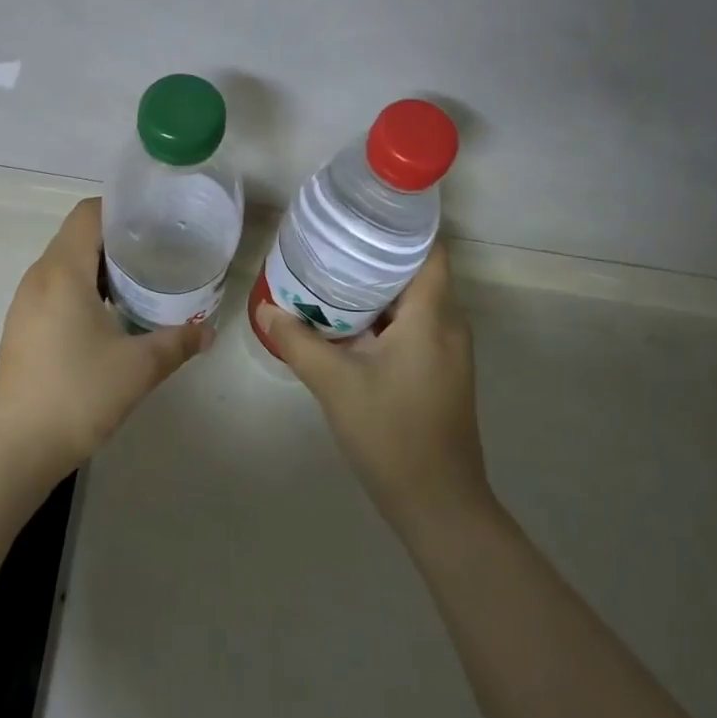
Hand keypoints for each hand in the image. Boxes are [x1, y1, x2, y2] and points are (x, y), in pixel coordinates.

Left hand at [0, 197, 210, 486]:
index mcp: (62, 271)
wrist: (13, 451)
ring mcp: (26, 303)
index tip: (156, 220)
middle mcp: (39, 277)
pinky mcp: (23, 327)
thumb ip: (177, 342)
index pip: (88, 213)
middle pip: (78, 235)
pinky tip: (111, 315)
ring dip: (101, 266)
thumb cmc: (77, 395)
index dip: (121, 208)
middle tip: (159, 250)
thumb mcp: (138, 368)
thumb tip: (208, 331)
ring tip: (141, 280)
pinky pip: (56, 288)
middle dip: (118, 238)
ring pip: (66, 264)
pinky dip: (84, 288)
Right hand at [257, 245, 489, 533]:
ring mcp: (448, 351)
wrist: (438, 504)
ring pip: (415, 301)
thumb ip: (298, 342)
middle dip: (377, 255)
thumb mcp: (336, 384)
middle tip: (332, 241)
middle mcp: (449, 325)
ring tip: (332, 273)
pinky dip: (385, 315)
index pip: (429, 250)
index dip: (401, 226)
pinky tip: (349, 321)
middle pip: (418, 271)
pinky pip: (415, 326)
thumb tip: (267, 310)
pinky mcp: (441, 371)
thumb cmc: (392, 433)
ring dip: (379, 287)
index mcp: (432, 316)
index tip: (362, 213)